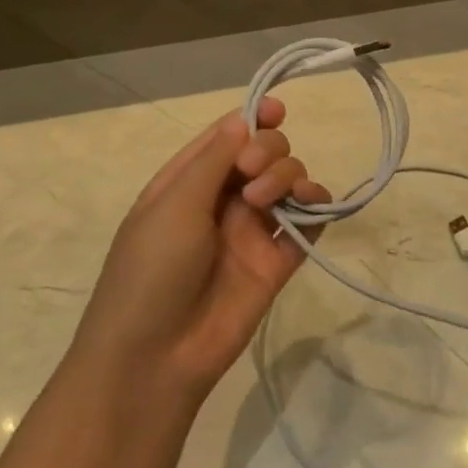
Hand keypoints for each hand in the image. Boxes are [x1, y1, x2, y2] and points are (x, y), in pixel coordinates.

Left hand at [69, 100, 328, 405]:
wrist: (155, 357)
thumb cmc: (150, 271)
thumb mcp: (173, 205)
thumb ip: (214, 160)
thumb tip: (244, 119)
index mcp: (188, 182)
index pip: (227, 137)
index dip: (253, 118)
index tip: (276, 110)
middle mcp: (223, 200)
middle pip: (264, 154)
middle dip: (268, 151)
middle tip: (252, 175)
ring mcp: (252, 231)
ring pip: (288, 183)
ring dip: (289, 176)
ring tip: (268, 200)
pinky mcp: (278, 262)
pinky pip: (308, 223)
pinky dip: (317, 206)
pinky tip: (311, 205)